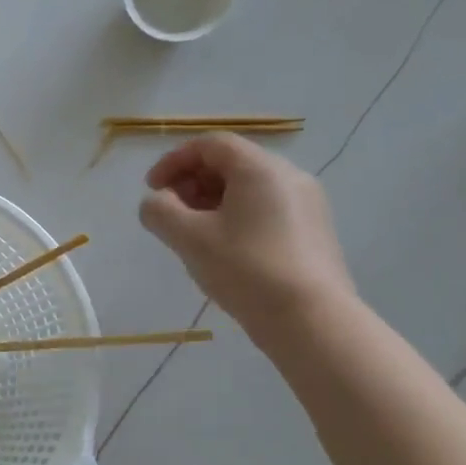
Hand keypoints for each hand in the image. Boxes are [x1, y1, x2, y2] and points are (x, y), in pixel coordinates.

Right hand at [138, 134, 354, 341]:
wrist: (311, 320)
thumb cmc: (246, 269)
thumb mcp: (188, 238)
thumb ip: (159, 211)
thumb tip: (155, 202)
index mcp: (260, 168)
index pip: (210, 144)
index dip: (174, 161)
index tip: (152, 189)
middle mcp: (289, 176)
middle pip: (231, 162)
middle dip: (192, 181)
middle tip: (170, 212)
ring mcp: (307, 204)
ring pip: (249, 187)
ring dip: (212, 200)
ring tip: (193, 233)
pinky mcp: (314, 231)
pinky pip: (266, 208)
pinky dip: (236, 216)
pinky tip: (224, 249)